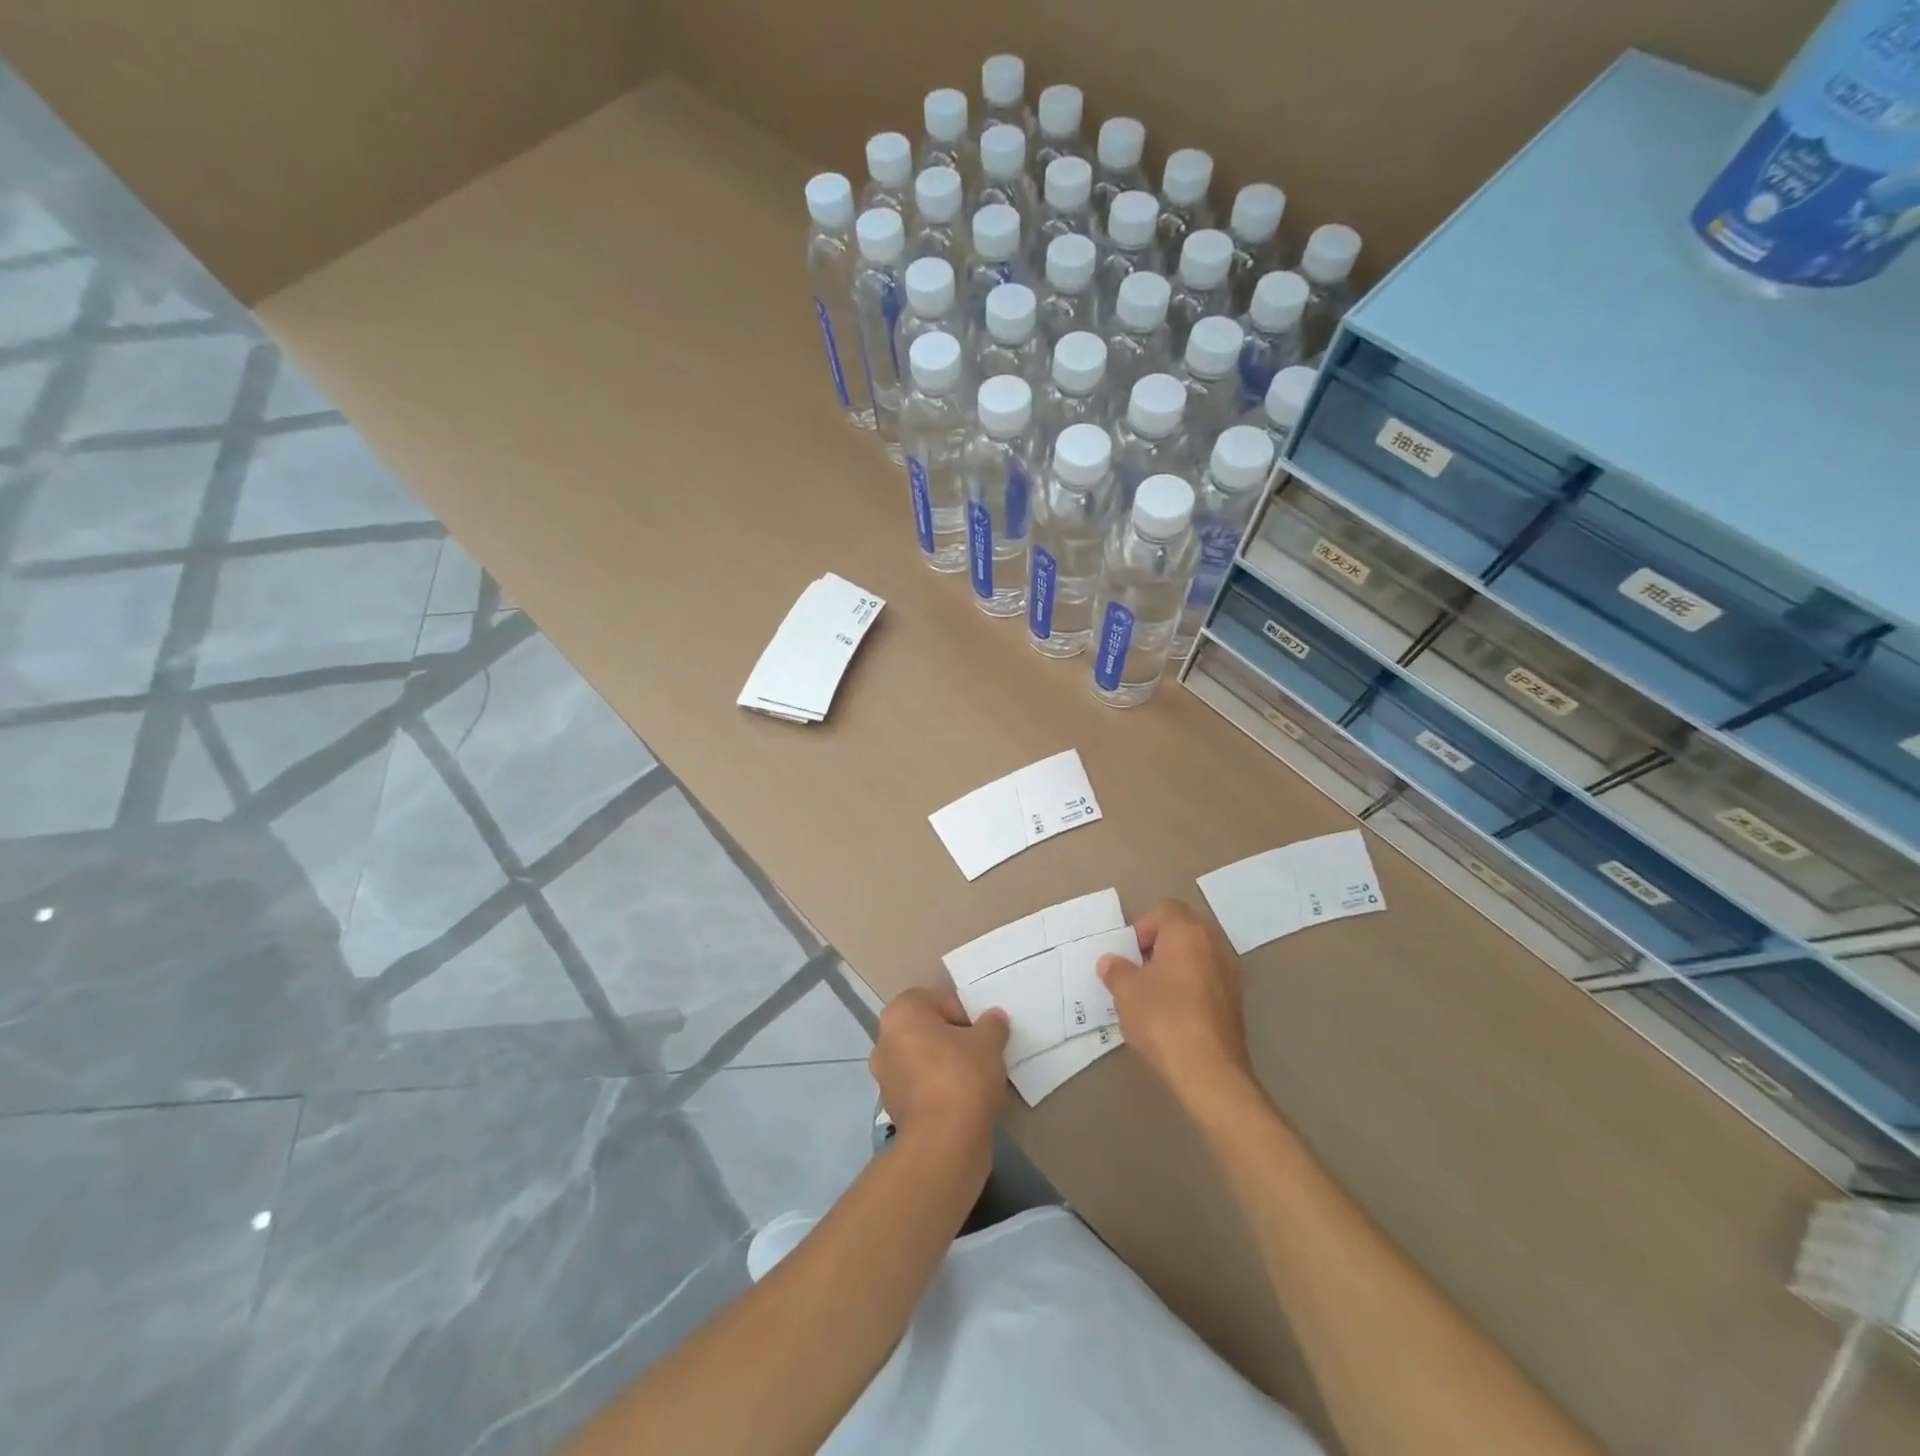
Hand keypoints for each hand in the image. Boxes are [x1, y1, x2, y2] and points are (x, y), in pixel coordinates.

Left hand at [870, 988, 1008, 1183]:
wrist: (943, 1143)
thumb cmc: (962, 1076)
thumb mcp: (988, 1042)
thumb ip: (992, 1024)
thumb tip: (993, 1019)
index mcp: (900, 1013)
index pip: (937, 1000)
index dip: (964, 1015)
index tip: (981, 1034)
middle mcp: (884, 1040)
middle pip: (927, 1030)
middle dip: (952, 1039)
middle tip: (980, 1054)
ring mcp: (885, 1077)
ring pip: (922, 1059)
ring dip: (944, 1065)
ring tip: (974, 1081)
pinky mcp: (893, 1108)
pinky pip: (921, 1087)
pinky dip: (938, 1090)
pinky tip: (962, 1103)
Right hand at [1098, 899, 1255, 1117]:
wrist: (1209, 1071)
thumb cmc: (1163, 1019)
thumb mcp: (1126, 992)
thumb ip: (1116, 970)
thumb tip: (1110, 962)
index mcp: (1187, 932)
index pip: (1165, 909)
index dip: (1143, 927)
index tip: (1129, 954)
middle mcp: (1214, 944)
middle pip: (1184, 929)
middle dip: (1160, 944)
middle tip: (1139, 969)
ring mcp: (1230, 972)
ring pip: (1198, 954)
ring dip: (1177, 965)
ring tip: (1155, 993)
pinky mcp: (1237, 1000)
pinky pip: (1209, 978)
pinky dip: (1192, 985)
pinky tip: (1175, 1012)